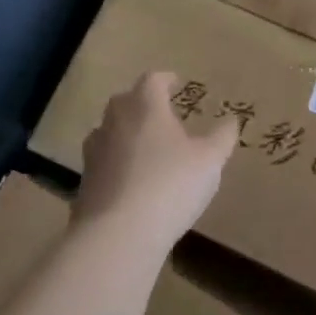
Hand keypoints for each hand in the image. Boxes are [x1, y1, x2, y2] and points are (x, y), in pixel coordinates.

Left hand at [76, 72, 239, 250]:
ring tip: (145, 146)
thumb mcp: (210, 160)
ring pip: (109, 131)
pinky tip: (131, 181)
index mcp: (145, 107)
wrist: (119, 234)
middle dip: (142, 103)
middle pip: (125, 101)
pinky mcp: (85, 183)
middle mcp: (115, 122)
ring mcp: (94, 153)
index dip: (166, 79)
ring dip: (125, 133)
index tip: (176, 83)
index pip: (152, 80)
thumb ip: (222, 137)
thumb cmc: (171, 184)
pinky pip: (103, 163)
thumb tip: (231, 120)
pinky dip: (116, 164)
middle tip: (161, 113)